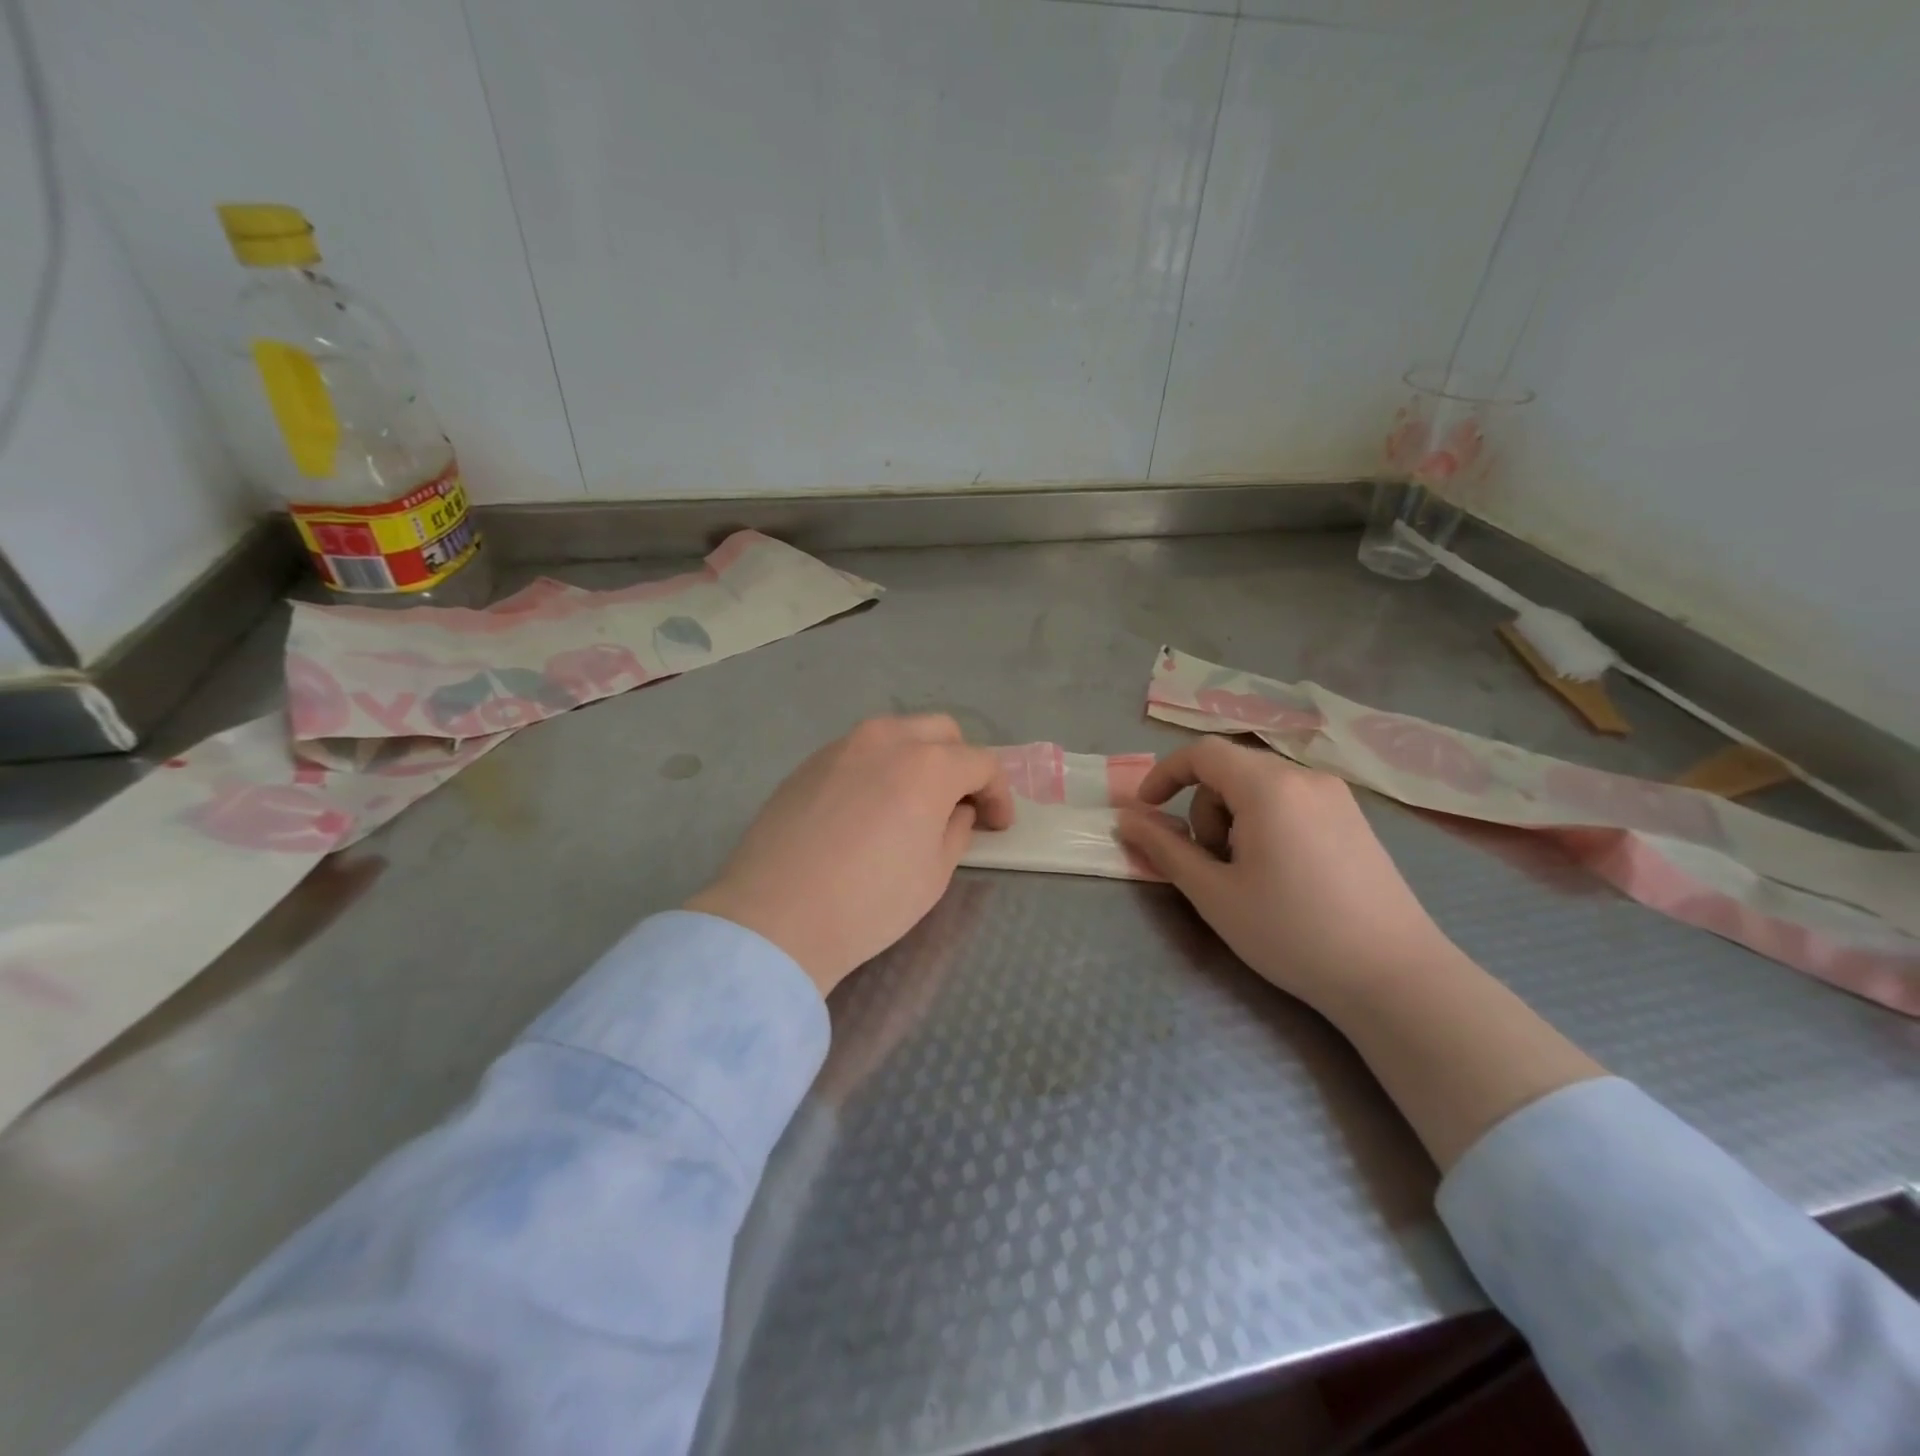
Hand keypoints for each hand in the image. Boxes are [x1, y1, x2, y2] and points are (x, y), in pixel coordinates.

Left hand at [686, 716, 1013, 996]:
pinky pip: (859, 753)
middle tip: (960, 805)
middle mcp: (886, 740)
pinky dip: (879, 768)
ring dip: (918, 759)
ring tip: (913, 803)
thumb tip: (955, 810)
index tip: (997, 825)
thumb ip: (956, 830)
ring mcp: (841, 746)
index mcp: (928, 765)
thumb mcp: (934, 874)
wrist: (775, 917)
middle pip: (941, 732)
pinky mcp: (808, 764)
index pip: (981, 763)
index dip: (999, 794)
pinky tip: (868, 809)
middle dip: (961, 763)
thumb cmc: (869, 901)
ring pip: (896, 734)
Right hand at [1115, 738, 1459, 1013]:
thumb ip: (1165, 849)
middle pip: (1231, 771)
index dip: (1165, 774)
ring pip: (1261, 788)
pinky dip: (1267, 824)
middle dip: (1205, 809)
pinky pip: (1292, 802)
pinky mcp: (1355, 819)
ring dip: (1235, 819)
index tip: (1146, 810)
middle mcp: (1305, 777)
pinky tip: (1282, 874)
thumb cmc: (1292, 932)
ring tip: (1248, 875)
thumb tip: (1126, 820)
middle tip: (1211, 864)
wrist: (1395, 977)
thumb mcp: (1214, 894)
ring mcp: (1337, 796)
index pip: (1202, 753)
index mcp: (1269, 786)